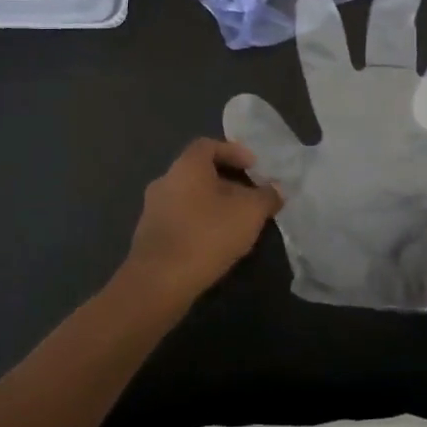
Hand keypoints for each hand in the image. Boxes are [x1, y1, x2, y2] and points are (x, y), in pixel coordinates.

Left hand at [120, 139, 282, 309]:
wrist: (159, 282)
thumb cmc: (207, 235)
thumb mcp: (250, 213)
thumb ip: (266, 197)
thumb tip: (276, 189)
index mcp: (186, 166)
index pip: (209, 145)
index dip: (233, 152)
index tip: (254, 167)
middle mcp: (165, 180)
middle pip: (199, 172)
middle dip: (227, 182)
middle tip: (250, 197)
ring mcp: (152, 209)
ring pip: (189, 197)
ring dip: (212, 204)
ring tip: (236, 222)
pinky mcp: (149, 236)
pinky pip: (179, 219)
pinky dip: (199, 223)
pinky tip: (214, 242)